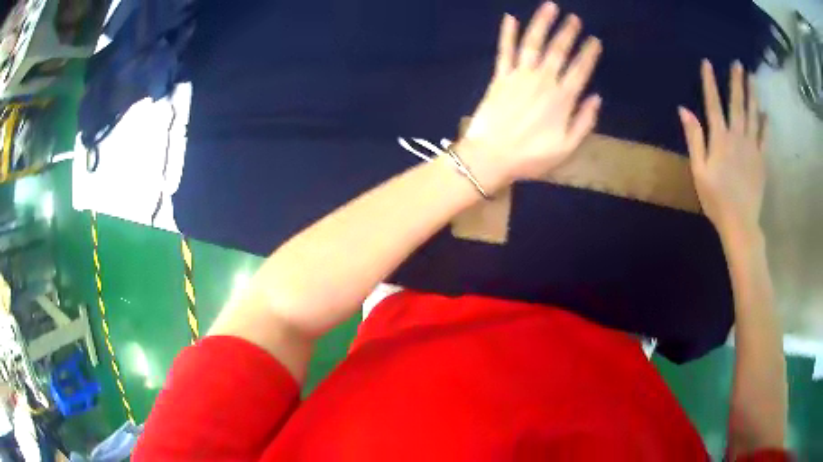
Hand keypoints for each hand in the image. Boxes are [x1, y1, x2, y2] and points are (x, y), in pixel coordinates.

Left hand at [457, 2, 601, 188]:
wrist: (490, 157)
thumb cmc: (531, 157)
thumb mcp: (567, 148)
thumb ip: (584, 122)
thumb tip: (596, 98)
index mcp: (562, 99)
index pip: (580, 69)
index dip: (589, 53)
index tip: (595, 40)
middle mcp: (542, 81)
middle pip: (558, 50)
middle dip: (568, 32)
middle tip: (575, 18)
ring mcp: (519, 76)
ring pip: (533, 43)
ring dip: (542, 23)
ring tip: (550, 7)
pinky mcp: (500, 77)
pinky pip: (505, 50)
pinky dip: (507, 33)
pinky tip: (510, 17)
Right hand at [678, 60, 766, 237]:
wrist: (740, 223)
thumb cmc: (716, 199)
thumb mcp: (698, 170)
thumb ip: (694, 138)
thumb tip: (683, 110)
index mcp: (720, 139)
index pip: (713, 103)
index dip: (709, 82)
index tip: (707, 63)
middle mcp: (737, 137)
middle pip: (737, 104)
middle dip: (737, 82)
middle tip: (738, 64)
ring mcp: (752, 148)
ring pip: (753, 115)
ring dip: (752, 95)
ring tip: (753, 78)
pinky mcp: (762, 160)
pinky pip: (764, 138)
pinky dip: (765, 124)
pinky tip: (766, 113)